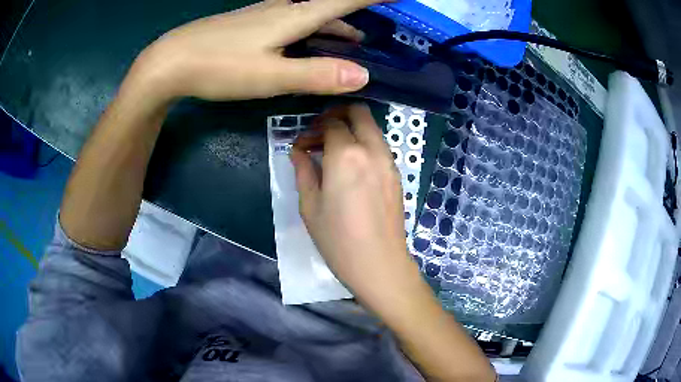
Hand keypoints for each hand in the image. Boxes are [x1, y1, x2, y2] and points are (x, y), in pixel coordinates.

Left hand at [131, 0, 382, 101]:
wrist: (171, 60)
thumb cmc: (219, 66)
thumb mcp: (270, 76)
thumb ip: (316, 75)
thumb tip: (363, 76)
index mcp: (293, 16)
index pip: (344, 0)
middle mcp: (282, 9)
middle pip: (328, 5)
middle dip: (356, 12)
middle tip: (375, 28)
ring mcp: (263, 15)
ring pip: (309, 13)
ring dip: (335, 24)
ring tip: (352, 39)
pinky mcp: (249, 24)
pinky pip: (291, 20)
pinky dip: (310, 28)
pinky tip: (306, 40)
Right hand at [291, 104, 419, 306]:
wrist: (379, 265)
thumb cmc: (338, 240)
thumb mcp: (310, 206)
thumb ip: (303, 170)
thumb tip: (298, 150)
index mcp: (347, 155)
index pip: (330, 123)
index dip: (312, 129)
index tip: (302, 145)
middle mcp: (372, 150)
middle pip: (359, 112)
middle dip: (337, 114)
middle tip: (321, 132)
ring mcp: (389, 161)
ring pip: (372, 127)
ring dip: (353, 128)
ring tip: (334, 151)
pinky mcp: (397, 174)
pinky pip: (380, 146)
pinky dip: (365, 143)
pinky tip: (352, 167)